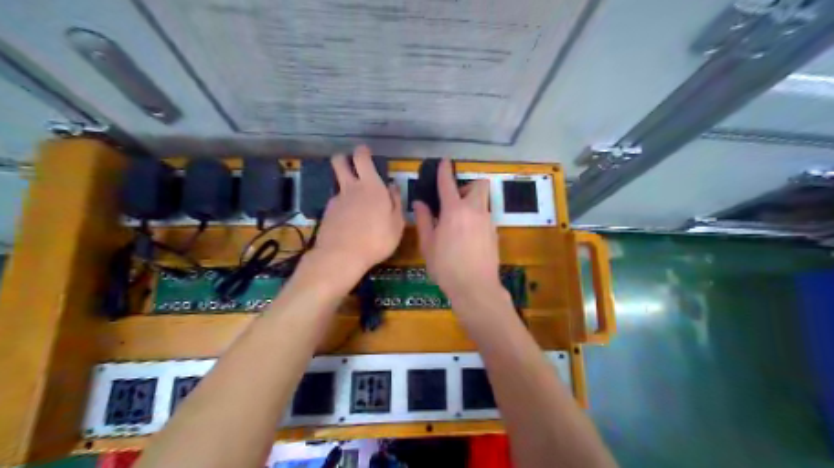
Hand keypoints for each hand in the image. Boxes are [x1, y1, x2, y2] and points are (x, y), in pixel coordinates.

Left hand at [312, 146, 405, 276]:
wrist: (342, 256)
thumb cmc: (376, 239)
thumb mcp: (397, 224)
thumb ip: (396, 202)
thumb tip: (393, 186)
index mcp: (371, 186)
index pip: (361, 158)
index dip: (362, 151)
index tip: (365, 151)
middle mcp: (351, 188)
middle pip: (339, 162)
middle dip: (343, 159)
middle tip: (352, 165)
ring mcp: (336, 200)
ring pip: (338, 184)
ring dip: (345, 187)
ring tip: (356, 204)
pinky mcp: (327, 214)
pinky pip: (336, 203)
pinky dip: (342, 207)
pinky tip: (348, 221)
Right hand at [412, 159, 496, 300]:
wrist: (475, 287)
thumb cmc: (446, 266)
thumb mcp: (428, 244)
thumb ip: (424, 220)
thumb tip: (420, 203)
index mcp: (454, 210)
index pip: (448, 183)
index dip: (445, 170)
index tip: (444, 162)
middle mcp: (474, 210)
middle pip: (479, 184)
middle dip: (468, 186)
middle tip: (455, 200)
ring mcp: (488, 221)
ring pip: (483, 201)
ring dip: (472, 203)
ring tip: (459, 222)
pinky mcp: (495, 233)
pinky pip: (486, 217)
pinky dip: (477, 218)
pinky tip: (468, 237)